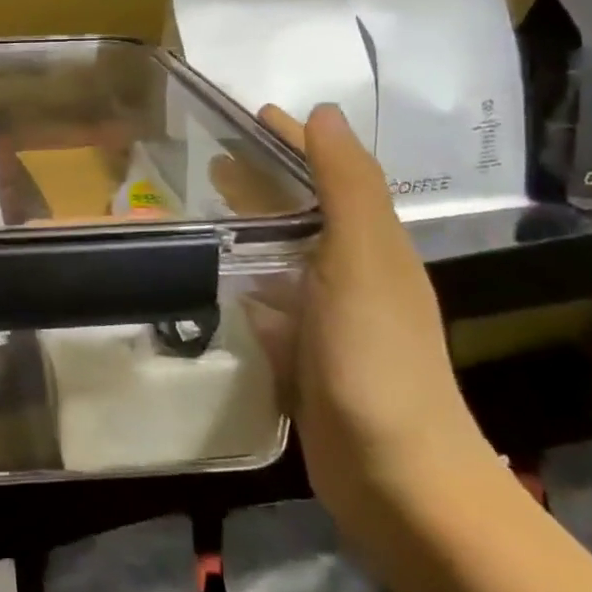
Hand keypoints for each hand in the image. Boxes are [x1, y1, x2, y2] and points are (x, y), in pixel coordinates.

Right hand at [238, 104, 495, 546]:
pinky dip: (238, 281)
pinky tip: (207, 278)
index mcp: (370, 244)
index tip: (248, 113)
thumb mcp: (363, 259)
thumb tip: (324, 113)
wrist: (395, 478)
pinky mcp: (300, 355)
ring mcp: (324, 318)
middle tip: (207, 158)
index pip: (327, 172)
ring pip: (279, 254)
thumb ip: (345, 186)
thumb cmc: (376, 358)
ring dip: (245, 228)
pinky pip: (264, 301)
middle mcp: (349, 274)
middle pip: (299, 211)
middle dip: (260, 180)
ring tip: (197, 211)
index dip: (292, 140)